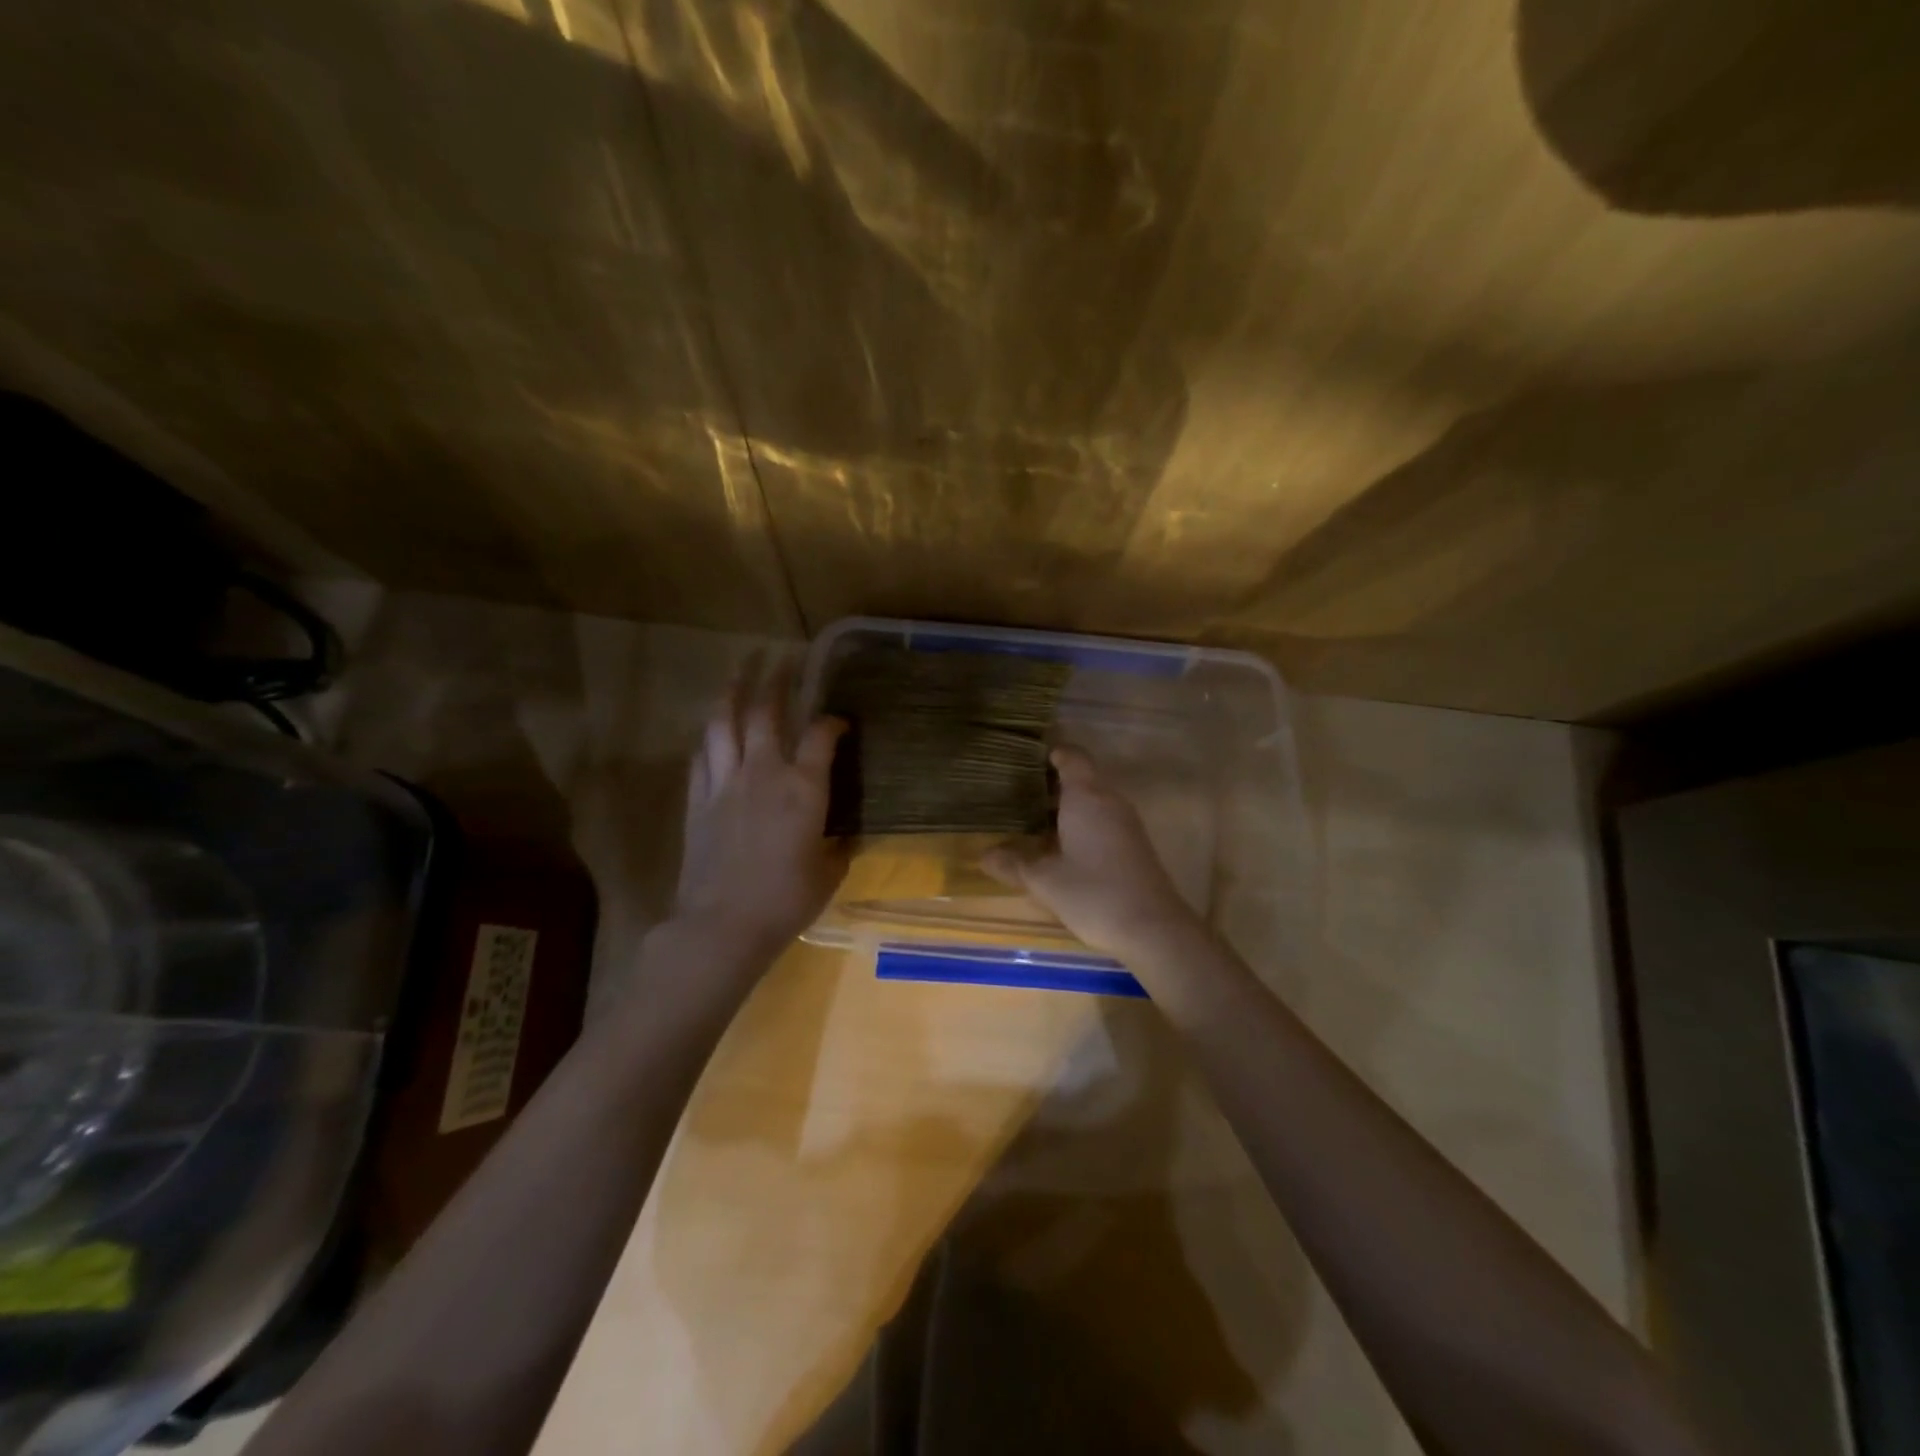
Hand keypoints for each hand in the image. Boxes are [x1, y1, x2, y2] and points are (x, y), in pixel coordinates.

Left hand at [670, 661, 846, 965]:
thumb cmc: (786, 901)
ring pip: (724, 723)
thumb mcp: (829, 873)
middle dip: (775, 679)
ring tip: (738, 671)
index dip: (832, 721)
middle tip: (780, 658)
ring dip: (732, 692)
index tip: (838, 721)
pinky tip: (712, 730)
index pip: (821, 735)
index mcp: (804, 788)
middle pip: (766, 711)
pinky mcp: (697, 800)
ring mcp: (725, 782)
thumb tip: (843, 835)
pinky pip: (702, 755)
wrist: (723, 924)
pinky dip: (710, 736)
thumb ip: (839, 845)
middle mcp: (764, 772)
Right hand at [981, 746, 1200, 956]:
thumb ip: (1013, 864)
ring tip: (1032, 819)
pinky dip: (1081, 823)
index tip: (1025, 759)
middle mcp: (1109, 801)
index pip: (1072, 757)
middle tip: (1017, 792)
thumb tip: (984, 855)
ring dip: (1066, 806)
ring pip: (1093, 800)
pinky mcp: (1134, 845)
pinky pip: (1103, 819)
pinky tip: (1061, 847)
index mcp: (1086, 797)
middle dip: (1051, 783)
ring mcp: (1126, 823)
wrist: (1153, 928)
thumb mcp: (1044, 881)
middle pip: (1082, 777)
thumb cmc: (1093, 894)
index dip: (1052, 753)